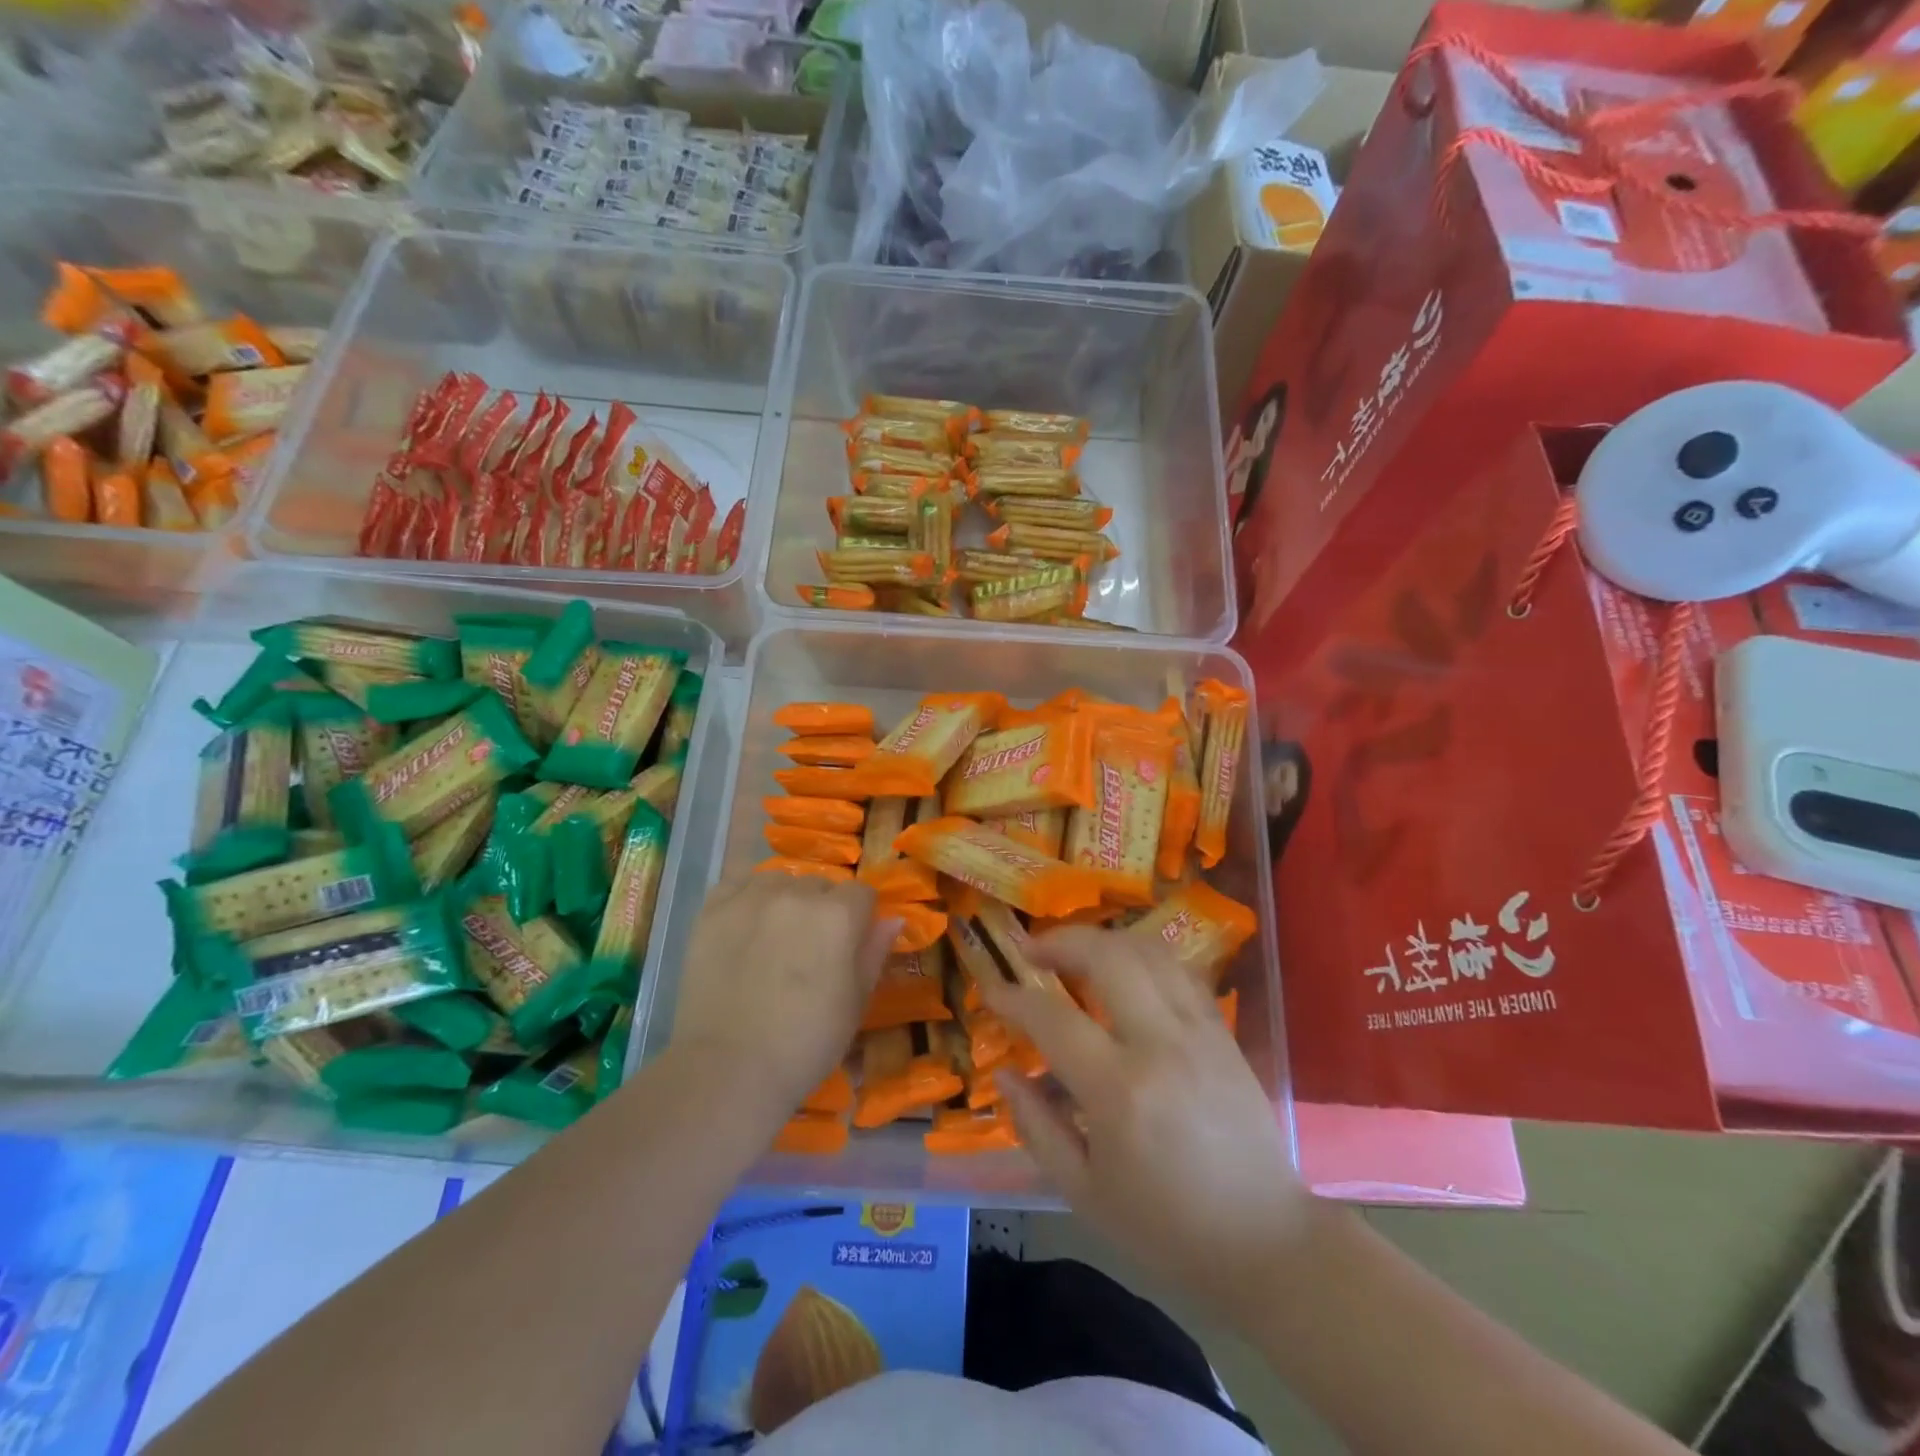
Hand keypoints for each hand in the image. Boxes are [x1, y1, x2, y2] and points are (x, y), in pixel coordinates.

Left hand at [671, 875, 898, 1113]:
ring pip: (779, 880)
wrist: (729, 1069)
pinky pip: (737, 882)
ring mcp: (751, 898)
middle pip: (820, 885)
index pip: (862, 893)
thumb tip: (894, 919)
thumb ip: (875, 953)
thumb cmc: (806, 1043)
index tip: (851, 946)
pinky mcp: (712, 910)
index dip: (861, 918)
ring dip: (785, 899)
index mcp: (838, 915)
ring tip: (774, 936)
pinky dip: (745, 896)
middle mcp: (797, 893)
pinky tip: (744, 923)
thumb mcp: (855, 1003)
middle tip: (810, 949)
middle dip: (823, 908)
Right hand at [982, 926, 1314, 1331]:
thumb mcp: (1084, 1193)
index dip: (1013, 998)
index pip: (1053, 1019)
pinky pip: (1179, 971)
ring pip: (1148, 951)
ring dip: (1103, 940)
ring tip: (1074, 953)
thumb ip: (1037, 1127)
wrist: (1267, 1244)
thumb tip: (1005, 1072)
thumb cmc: (1166, 1229)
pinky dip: (1142, 958)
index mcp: (1120, 1092)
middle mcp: (1161, 1045)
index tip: (991, 991)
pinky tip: (1123, 973)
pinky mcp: (1222, 1033)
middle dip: (1060, 941)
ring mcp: (1199, 1032)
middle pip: (1107, 956)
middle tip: (1031, 951)